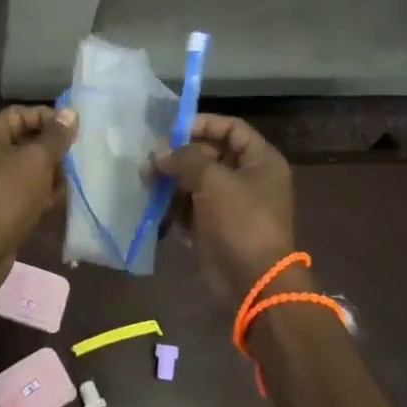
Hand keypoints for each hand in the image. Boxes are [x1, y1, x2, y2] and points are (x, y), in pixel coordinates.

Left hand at [0, 107, 77, 274]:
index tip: (75, 131)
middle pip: (24, 140)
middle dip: (52, 149)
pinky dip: (38, 193)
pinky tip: (57, 200)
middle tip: (77, 156)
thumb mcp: (38, 159)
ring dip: (48, 173)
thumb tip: (70, 113)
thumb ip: (56, 135)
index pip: (22, 113)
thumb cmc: (8, 193)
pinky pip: (20, 190)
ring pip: (24, 167)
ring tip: (71, 180)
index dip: (50, 118)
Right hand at [154, 115, 298, 306]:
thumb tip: (159, 152)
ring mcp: (231, 205)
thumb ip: (185, 158)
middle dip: (179, 155)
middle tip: (151, 158)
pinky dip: (173, 204)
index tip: (170, 129)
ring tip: (145, 180)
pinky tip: (153, 203)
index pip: (230, 128)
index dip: (201, 124)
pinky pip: (191, 207)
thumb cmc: (240, 221)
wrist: (253, 283)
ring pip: (196, 181)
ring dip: (171, 179)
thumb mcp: (213, 180)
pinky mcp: (215, 228)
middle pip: (210, 154)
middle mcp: (248, 178)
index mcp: (260, 160)